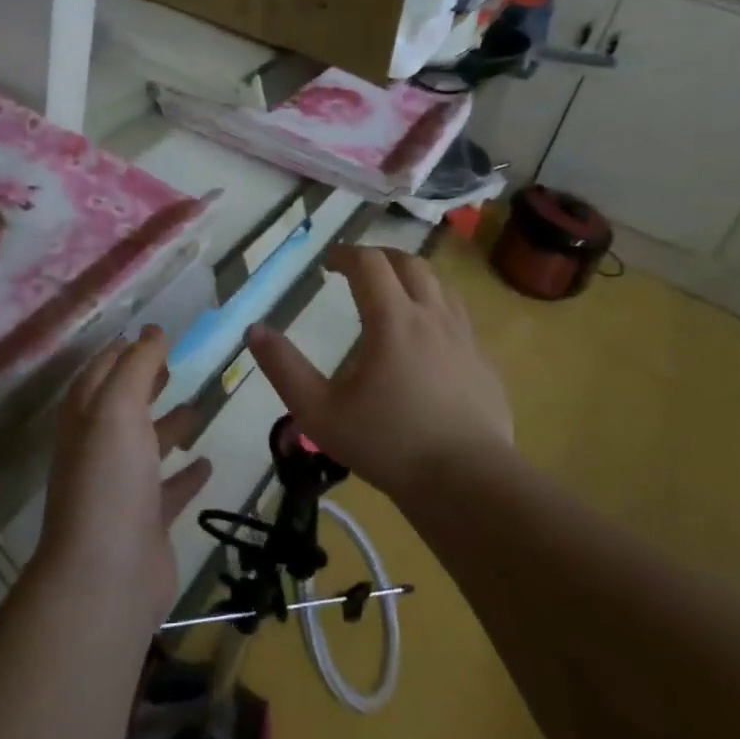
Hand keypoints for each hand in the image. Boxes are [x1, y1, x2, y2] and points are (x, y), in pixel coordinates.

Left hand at [34, 326, 212, 636]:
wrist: (106, 576)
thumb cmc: (109, 479)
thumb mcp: (119, 407)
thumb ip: (137, 366)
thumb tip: (151, 330)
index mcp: (86, 419)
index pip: (98, 374)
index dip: (119, 353)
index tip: (148, 334)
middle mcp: (99, 451)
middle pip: (122, 407)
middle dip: (144, 384)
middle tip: (173, 365)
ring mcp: (121, 489)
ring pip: (146, 447)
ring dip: (169, 426)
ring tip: (198, 407)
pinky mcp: (146, 523)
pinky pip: (168, 490)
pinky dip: (186, 474)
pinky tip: (207, 462)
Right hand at [247, 246, 511, 503]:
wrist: (467, 484)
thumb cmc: (387, 445)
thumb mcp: (319, 412)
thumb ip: (284, 369)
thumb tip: (255, 330)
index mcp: (392, 319)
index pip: (369, 263)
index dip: (346, 254)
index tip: (328, 263)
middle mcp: (432, 316)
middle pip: (409, 263)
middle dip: (380, 257)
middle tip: (359, 270)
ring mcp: (465, 338)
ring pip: (440, 286)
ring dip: (412, 278)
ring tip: (394, 294)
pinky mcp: (484, 362)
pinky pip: (460, 318)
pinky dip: (437, 309)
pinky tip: (428, 339)